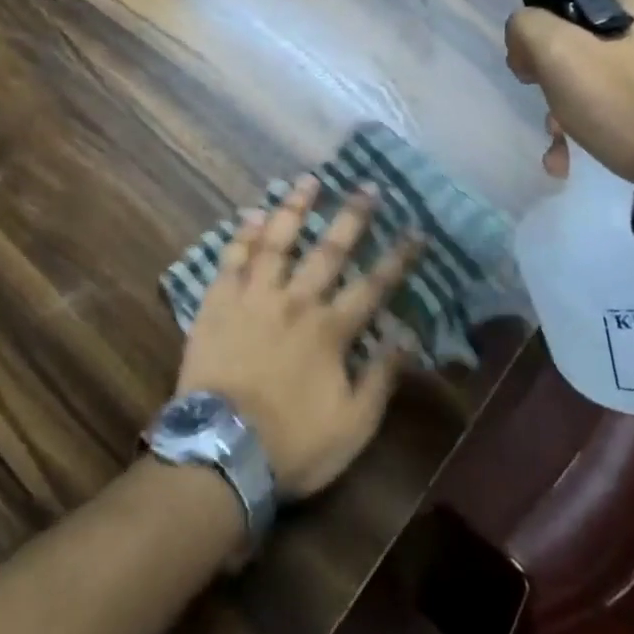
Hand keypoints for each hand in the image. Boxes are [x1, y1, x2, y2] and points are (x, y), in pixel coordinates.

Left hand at [174, 176, 419, 500]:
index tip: (415, 230)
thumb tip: (407, 336)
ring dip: (294, 208)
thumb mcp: (352, 426)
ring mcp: (254, 297)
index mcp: (330, 331)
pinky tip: (252, 214)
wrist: (221, 452)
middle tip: (366, 186)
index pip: (372, 286)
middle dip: (351, 217)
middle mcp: (295, 302)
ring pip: (277, 242)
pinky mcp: (219, 302)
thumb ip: (380, 378)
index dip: (397, 258)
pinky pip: (232, 260)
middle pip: (328, 251)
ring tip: (308, 180)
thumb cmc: (292, 445)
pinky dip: (243, 236)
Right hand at [504, 0, 633, 210]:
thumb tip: (525, 34)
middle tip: (549, 113)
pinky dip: (607, 120)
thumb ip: (526, 27)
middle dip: (556, 78)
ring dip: (575, 106)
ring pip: (605, 70)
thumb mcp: (560, 56)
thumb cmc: (632, 104)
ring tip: (563, 146)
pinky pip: (633, 95)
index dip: (536, 30)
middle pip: (582, 36)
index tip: (531, 70)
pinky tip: (587, 152)